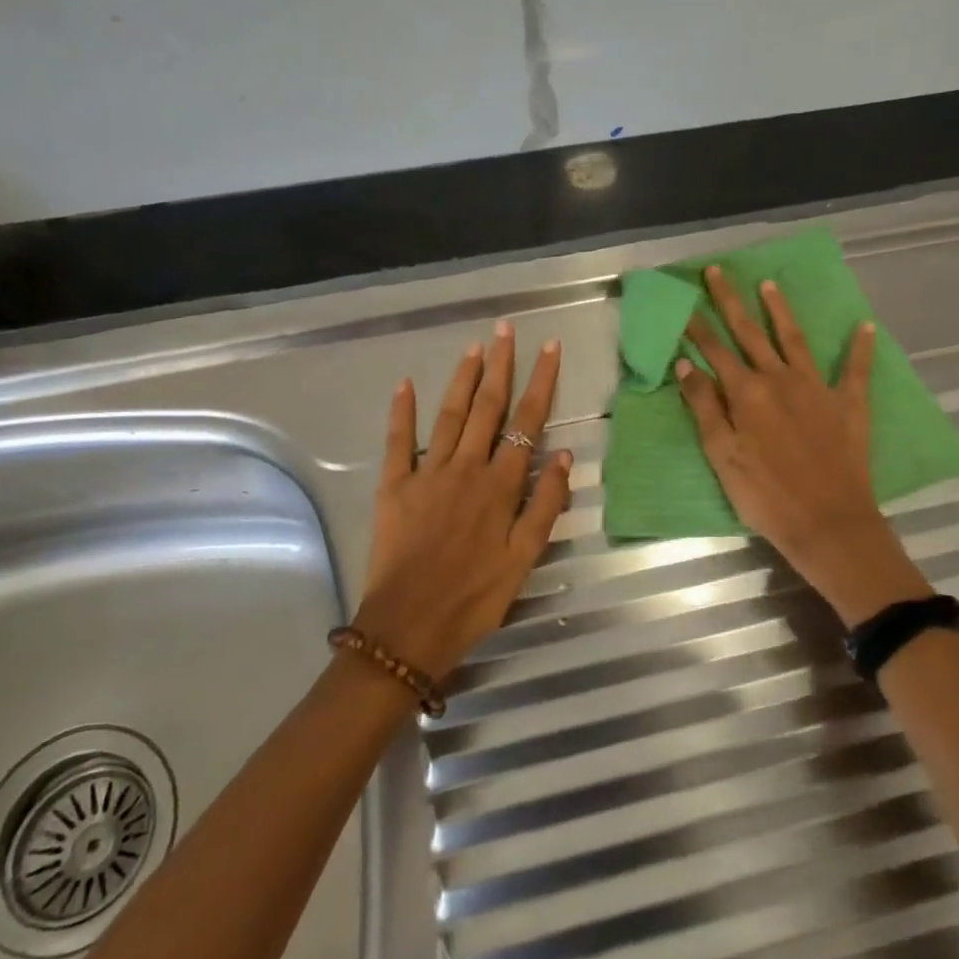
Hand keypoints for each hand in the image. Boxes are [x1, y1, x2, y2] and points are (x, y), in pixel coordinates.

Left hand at [355, 324, 572, 681]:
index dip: (541, 381)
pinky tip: (406, 383)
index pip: (527, 421)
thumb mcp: (524, 560)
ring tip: (475, 347)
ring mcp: (427, 473)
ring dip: (464, 378)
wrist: (408, 629)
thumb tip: (563, 455)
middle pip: (488, 406)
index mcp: (500, 485)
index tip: (549, 348)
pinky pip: (398, 441)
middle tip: (506, 329)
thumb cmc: (474, 598)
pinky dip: (402, 411)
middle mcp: (466, 467)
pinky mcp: (394, 486)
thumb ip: (546, 505)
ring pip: (450, 414)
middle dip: (501, 365)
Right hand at [677, 266, 929, 625]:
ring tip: (769, 284)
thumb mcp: (722, 455)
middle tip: (718, 271)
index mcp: (747, 392)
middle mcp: (780, 379)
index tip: (684, 299)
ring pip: (795, 339)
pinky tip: (866, 326)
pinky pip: (857, 370)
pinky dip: (861, 348)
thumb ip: (705, 406)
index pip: (715, 349)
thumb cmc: (765, 495)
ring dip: (780, 310)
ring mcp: (818, 388)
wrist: (829, 524)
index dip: (697, 324)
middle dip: (731, 300)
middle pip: (750, 332)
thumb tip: (685, 363)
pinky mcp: (849, 405)